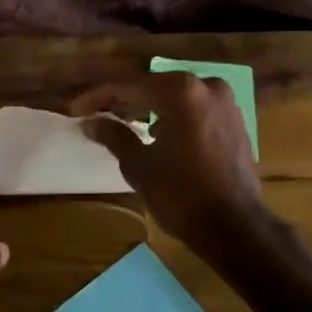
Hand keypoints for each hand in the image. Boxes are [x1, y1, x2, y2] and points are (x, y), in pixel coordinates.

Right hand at [69, 73, 265, 253]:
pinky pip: (195, 109)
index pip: (128, 87)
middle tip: (95, 114)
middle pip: (153, 87)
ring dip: (148, 107)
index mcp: (179, 91)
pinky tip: (156, 131)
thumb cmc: (181, 194)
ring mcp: (225, 102)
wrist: (234, 226)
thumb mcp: (139, 165)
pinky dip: (173, 115)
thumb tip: (90, 122)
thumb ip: (114, 135)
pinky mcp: (235, 120)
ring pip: (175, 97)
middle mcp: (205, 85)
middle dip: (123, 100)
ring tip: (122, 122)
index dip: (98, 98)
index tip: (75, 110)